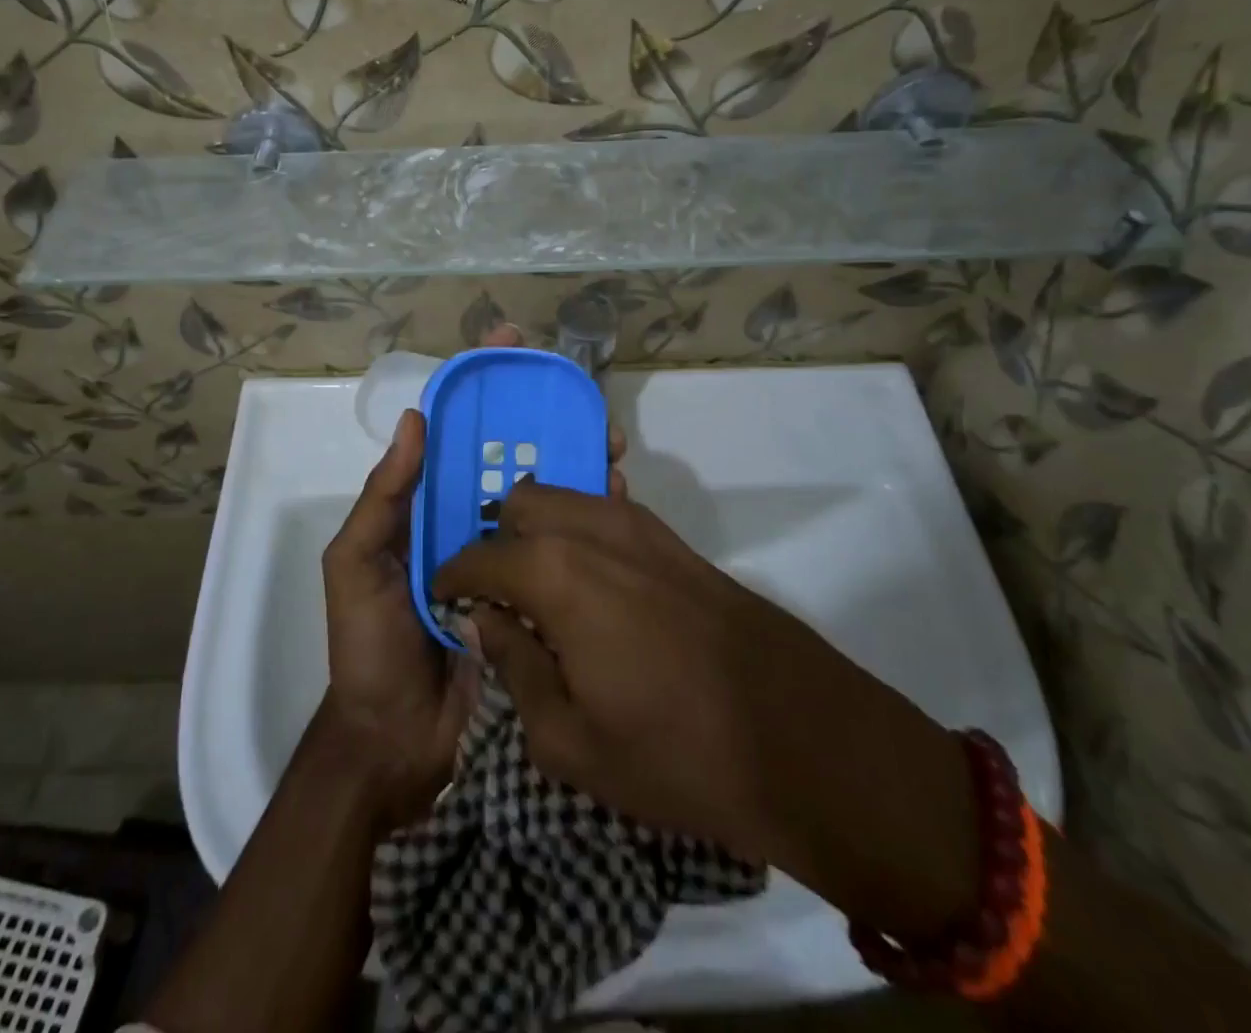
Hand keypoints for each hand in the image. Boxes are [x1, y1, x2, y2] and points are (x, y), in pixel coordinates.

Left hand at [319, 326, 625, 827]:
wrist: (399, 742)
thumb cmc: (369, 647)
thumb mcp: (356, 564)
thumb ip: (383, 498)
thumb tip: (415, 419)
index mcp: (425, 508)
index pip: (454, 434)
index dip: (479, 388)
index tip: (509, 346)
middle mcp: (468, 523)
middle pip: (508, 457)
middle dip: (543, 422)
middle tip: (583, 401)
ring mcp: (505, 560)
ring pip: (542, 497)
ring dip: (574, 464)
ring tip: (609, 443)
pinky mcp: (535, 597)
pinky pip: (561, 549)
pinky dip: (586, 521)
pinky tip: (616, 501)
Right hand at [432, 480, 980, 940]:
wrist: (804, 740)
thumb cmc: (675, 753)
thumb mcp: (569, 740)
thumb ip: (515, 667)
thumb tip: (486, 621)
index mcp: (554, 572)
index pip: (478, 556)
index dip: (452, 578)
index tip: (445, 601)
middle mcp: (592, 529)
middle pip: (521, 503)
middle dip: (497, 539)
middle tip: (499, 594)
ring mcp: (640, 526)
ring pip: (566, 498)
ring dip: (541, 530)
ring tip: (543, 589)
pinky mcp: (675, 540)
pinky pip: (608, 513)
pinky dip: (583, 531)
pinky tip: (593, 584)